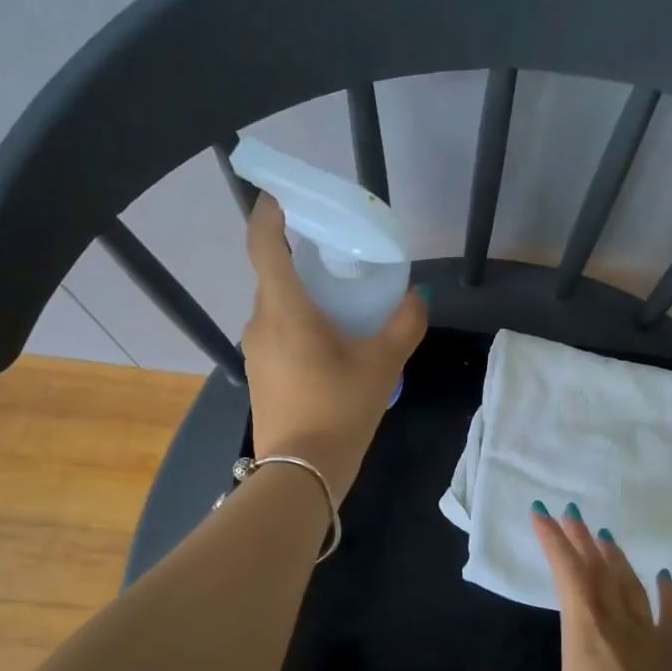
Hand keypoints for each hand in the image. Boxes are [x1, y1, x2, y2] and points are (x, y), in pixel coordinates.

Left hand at [241, 193, 425, 497]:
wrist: (301, 473)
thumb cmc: (339, 408)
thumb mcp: (382, 364)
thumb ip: (404, 324)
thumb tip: (416, 298)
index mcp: (284, 309)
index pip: (264, 245)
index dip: (269, 214)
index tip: (282, 196)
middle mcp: (260, 322)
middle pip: (273, 276)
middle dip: (298, 258)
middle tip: (335, 254)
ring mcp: (255, 352)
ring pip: (276, 308)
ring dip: (301, 296)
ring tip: (339, 302)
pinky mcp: (260, 375)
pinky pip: (277, 333)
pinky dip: (298, 324)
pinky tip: (329, 343)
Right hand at [465, 503, 671, 670]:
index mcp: (585, 631)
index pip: (565, 573)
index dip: (552, 540)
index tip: (541, 513)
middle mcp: (618, 622)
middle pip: (598, 569)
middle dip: (581, 539)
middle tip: (571, 514)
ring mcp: (653, 635)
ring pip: (632, 584)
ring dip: (616, 558)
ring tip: (605, 536)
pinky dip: (667, 592)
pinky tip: (665, 579)